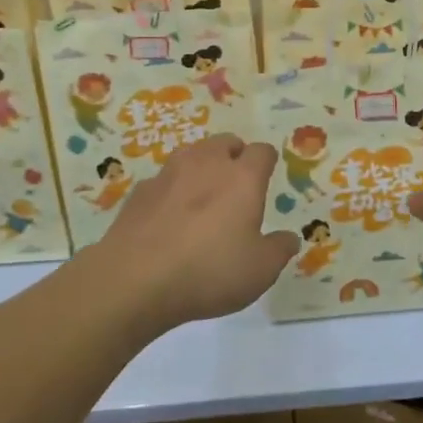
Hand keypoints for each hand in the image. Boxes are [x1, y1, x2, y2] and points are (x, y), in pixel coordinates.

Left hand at [92, 134, 298, 330]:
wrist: (134, 280)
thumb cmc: (209, 271)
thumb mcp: (259, 271)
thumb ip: (279, 250)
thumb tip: (288, 238)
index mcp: (242, 177)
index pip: (262, 151)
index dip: (267, 161)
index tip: (267, 175)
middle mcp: (207, 164)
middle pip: (226, 142)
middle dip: (234, 156)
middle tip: (237, 184)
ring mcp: (168, 173)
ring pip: (192, 154)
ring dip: (201, 167)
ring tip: (203, 196)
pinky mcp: (140, 191)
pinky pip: (163, 180)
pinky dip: (171, 191)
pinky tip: (169, 218)